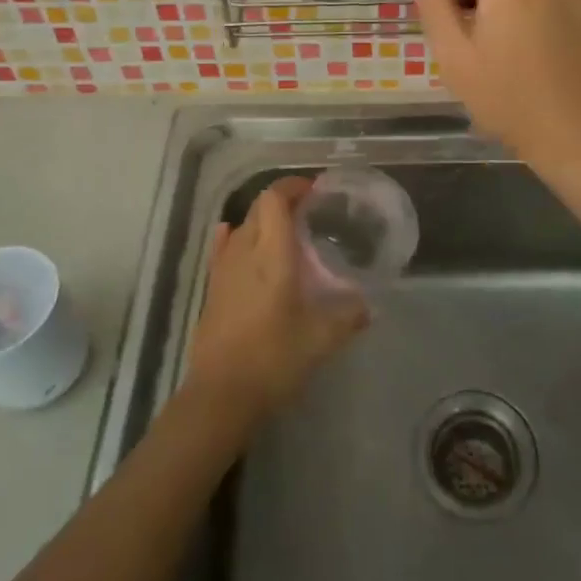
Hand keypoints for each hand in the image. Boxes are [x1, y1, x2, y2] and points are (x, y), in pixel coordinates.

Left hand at [184, 177, 368, 422]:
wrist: (221, 395)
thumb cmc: (274, 359)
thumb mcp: (322, 339)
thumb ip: (348, 316)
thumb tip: (368, 305)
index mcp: (272, 254)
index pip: (275, 199)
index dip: (293, 186)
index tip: (314, 189)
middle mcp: (244, 251)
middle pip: (259, 208)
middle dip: (282, 201)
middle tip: (309, 212)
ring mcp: (223, 269)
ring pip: (242, 226)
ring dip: (263, 220)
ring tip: (286, 233)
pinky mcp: (212, 288)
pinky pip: (223, 248)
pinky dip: (235, 236)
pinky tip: (238, 240)